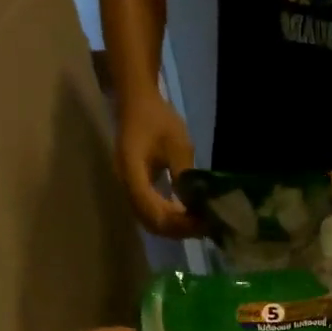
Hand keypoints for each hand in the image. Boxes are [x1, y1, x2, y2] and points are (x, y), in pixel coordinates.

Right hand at [115, 93, 201, 237]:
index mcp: (132, 173)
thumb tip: (196, 204)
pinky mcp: (136, 188)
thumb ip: (184, 175)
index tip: (201, 222)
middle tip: (205, 228)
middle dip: (178, 229)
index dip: (177, 222)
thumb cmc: (157, 118)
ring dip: (174, 227)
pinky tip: (188, 216)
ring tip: (199, 224)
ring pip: (150, 221)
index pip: (153, 211)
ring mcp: (129, 189)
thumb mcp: (178, 143)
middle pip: (151, 222)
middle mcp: (126, 186)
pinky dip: (169, 219)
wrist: (136, 101)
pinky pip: (151, 212)